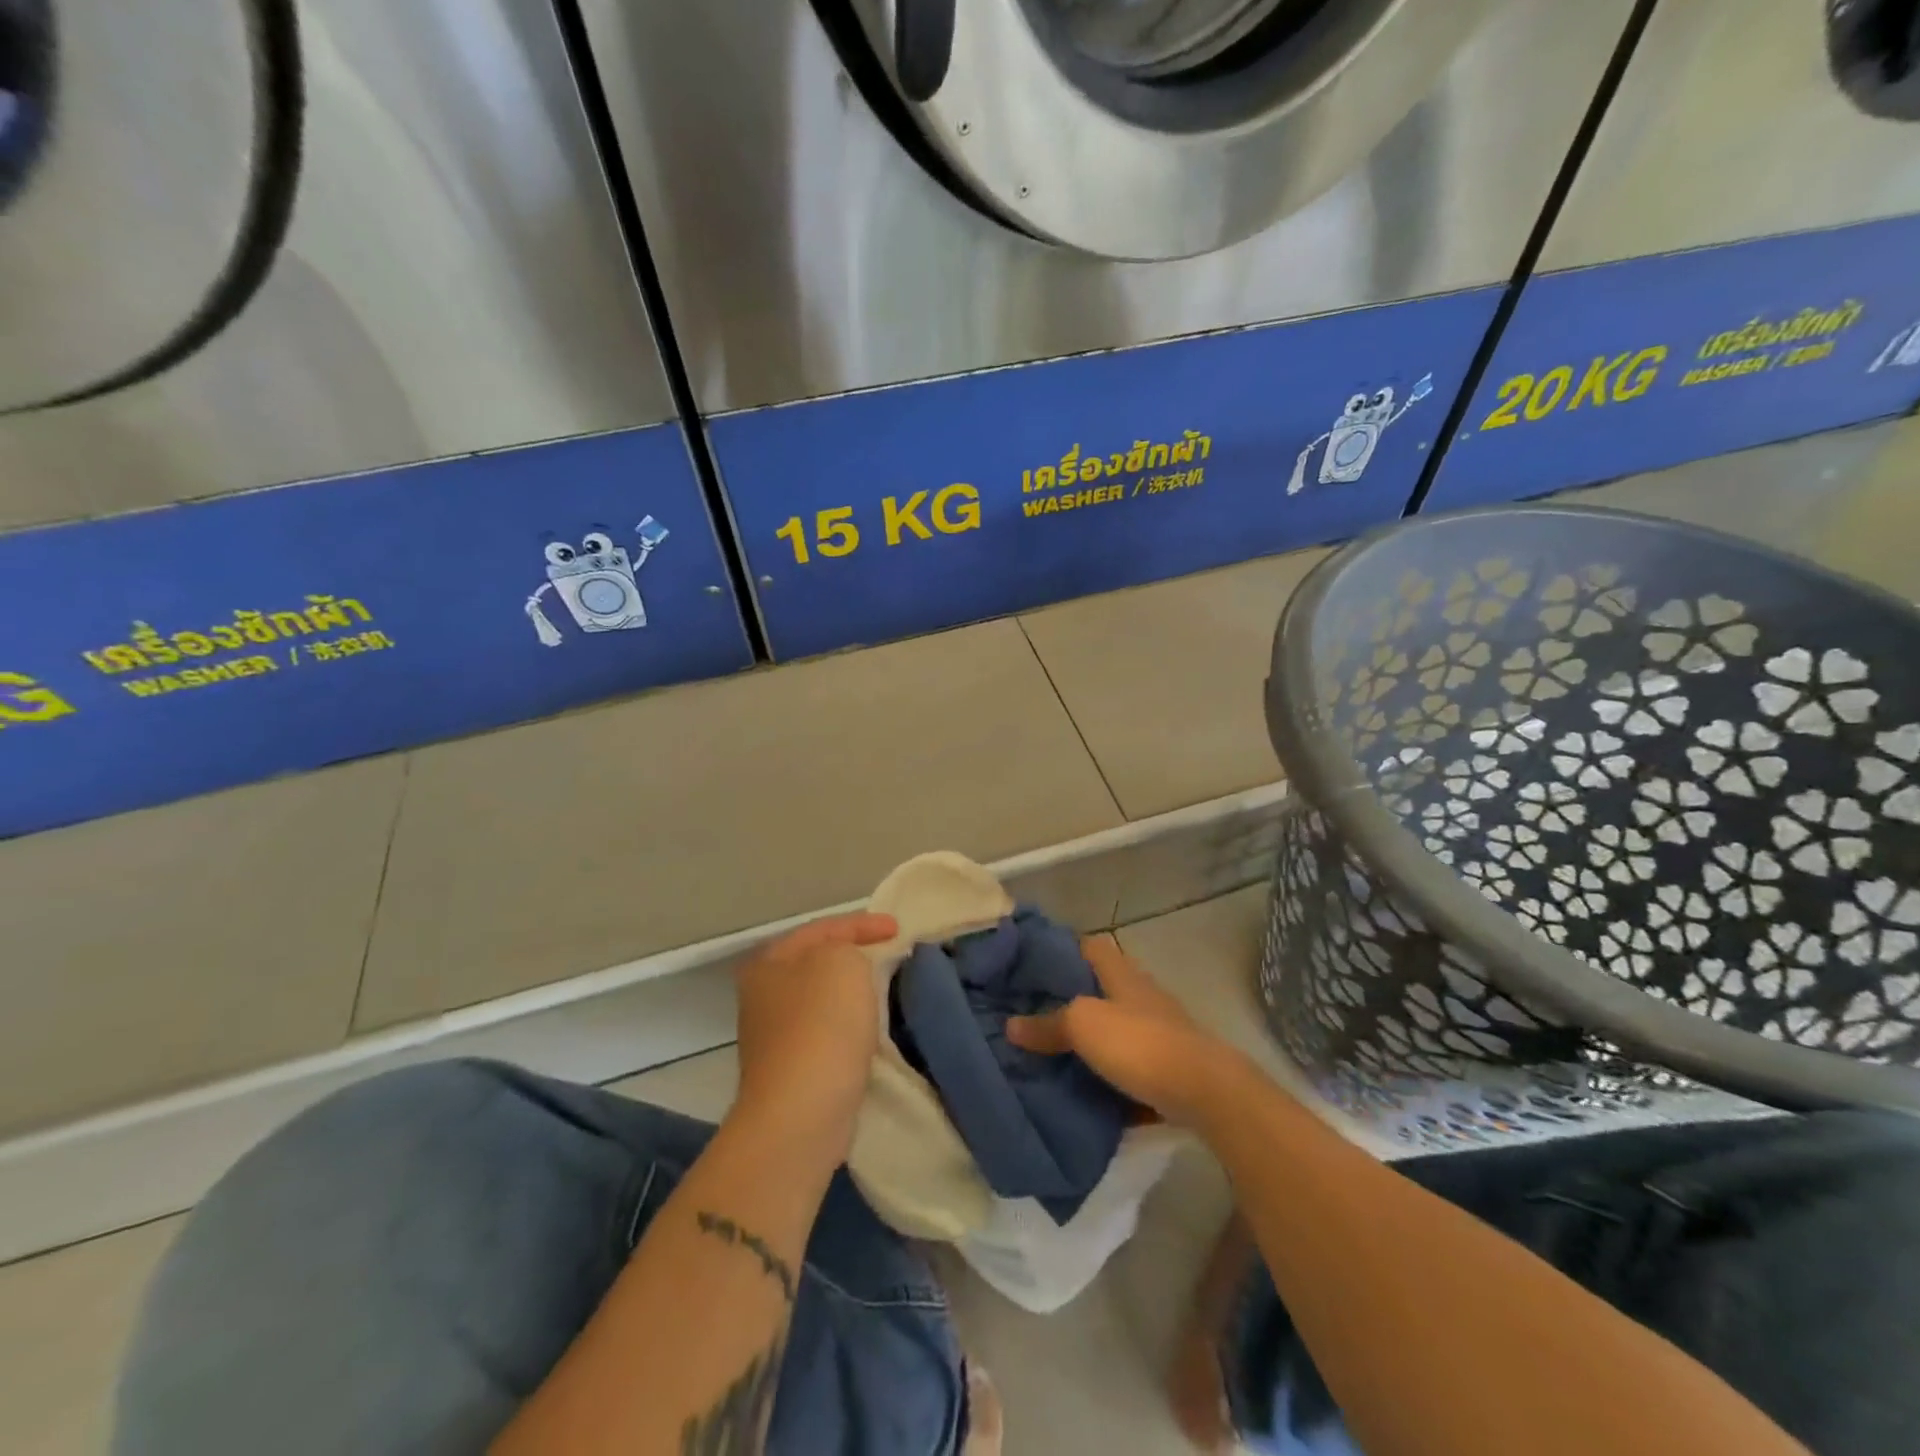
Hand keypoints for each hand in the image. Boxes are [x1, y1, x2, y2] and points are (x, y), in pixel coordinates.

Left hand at [732, 912, 897, 1153]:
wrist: (802, 1113)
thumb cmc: (821, 1025)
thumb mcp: (842, 962)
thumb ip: (848, 947)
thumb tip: (850, 963)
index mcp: (768, 963)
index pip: (821, 928)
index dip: (863, 923)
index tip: (899, 930)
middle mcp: (763, 996)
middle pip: (817, 963)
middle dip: (854, 956)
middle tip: (890, 955)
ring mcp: (774, 1038)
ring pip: (823, 1000)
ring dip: (852, 993)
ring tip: (886, 988)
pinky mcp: (791, 1073)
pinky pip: (827, 1034)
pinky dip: (849, 1026)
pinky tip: (870, 1030)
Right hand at [1007, 935, 1249, 1127]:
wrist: (1205, 1092)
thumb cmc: (1139, 1043)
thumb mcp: (1083, 1026)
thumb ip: (1048, 1024)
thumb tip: (1011, 1025)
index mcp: (1120, 974)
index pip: (1089, 946)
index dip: (1061, 948)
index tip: (1029, 963)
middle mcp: (1140, 995)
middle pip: (1100, 988)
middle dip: (1069, 999)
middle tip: (1030, 1012)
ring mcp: (1158, 1031)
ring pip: (1114, 1028)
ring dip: (1089, 1040)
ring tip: (1049, 1052)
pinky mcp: (1167, 1068)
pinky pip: (1129, 1068)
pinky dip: (1108, 1077)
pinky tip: (1085, 1092)